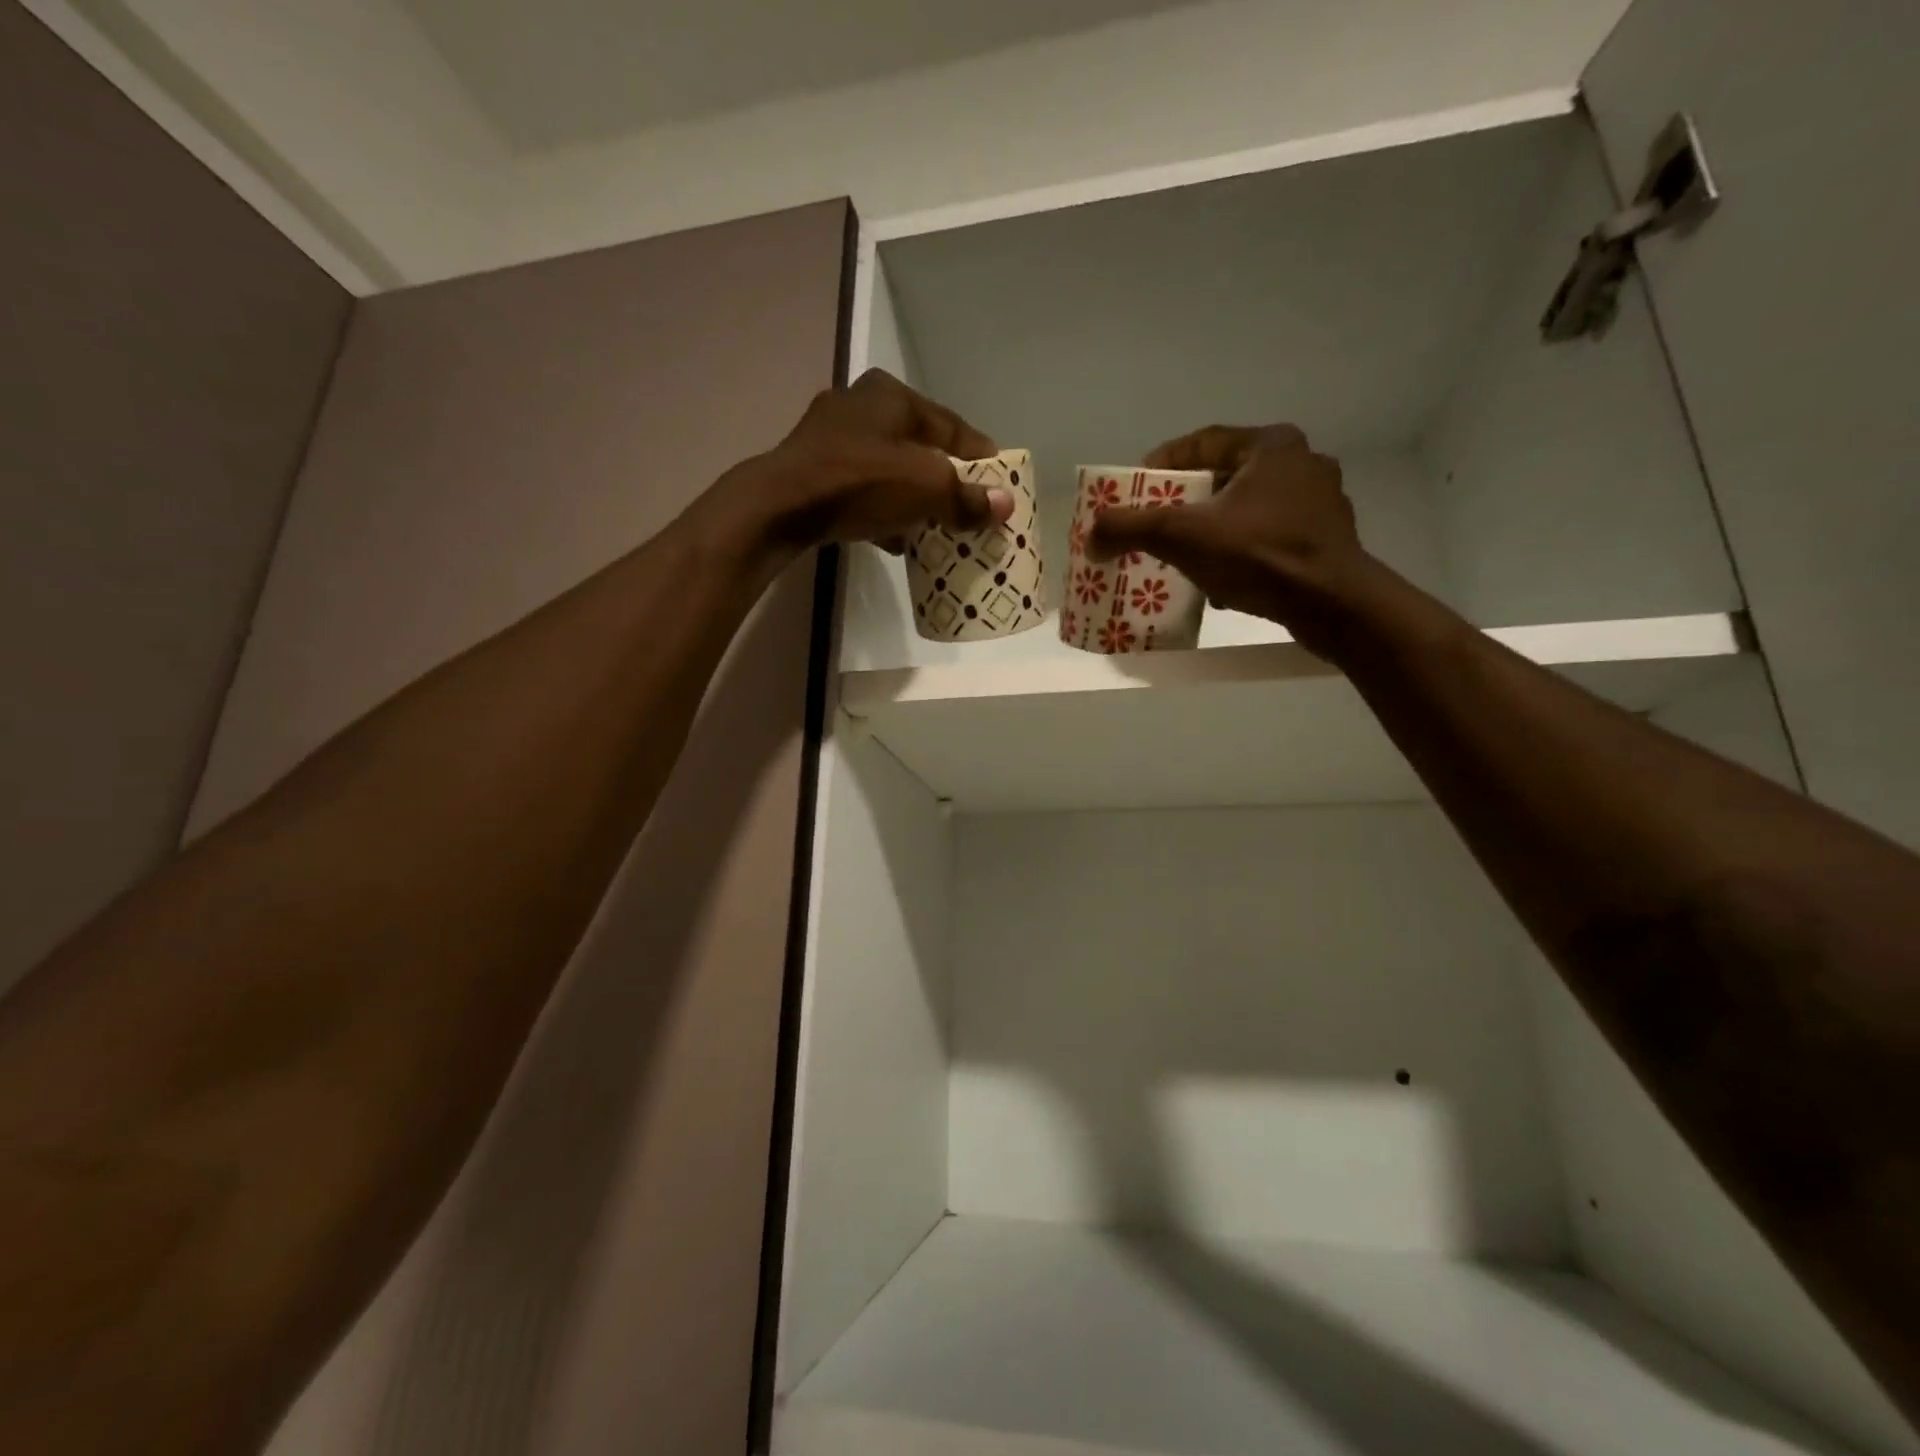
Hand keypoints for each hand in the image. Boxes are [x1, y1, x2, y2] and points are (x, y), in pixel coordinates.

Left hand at [717, 369, 1010, 552]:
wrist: (780, 506)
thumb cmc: (860, 482)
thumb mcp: (925, 489)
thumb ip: (967, 498)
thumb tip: (1006, 505)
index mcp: (891, 395)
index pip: (950, 426)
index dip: (979, 456)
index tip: (999, 483)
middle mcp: (860, 406)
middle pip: (918, 447)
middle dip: (944, 479)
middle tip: (967, 507)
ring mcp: (830, 438)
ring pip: (889, 469)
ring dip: (913, 497)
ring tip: (936, 527)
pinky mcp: (812, 471)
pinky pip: (862, 490)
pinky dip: (883, 510)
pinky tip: (896, 538)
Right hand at [1086, 425, 1371, 655]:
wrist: (1334, 605)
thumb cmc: (1260, 555)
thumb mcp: (1184, 536)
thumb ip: (1132, 527)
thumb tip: (1091, 532)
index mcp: (1271, 445)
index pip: (1202, 442)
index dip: (1162, 463)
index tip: (1136, 489)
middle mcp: (1301, 463)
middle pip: (1223, 477)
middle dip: (1185, 503)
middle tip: (1156, 525)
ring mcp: (1319, 502)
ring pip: (1246, 509)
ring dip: (1212, 530)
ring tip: (1184, 556)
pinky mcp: (1326, 539)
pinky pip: (1268, 536)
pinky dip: (1240, 552)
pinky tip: (1222, 581)